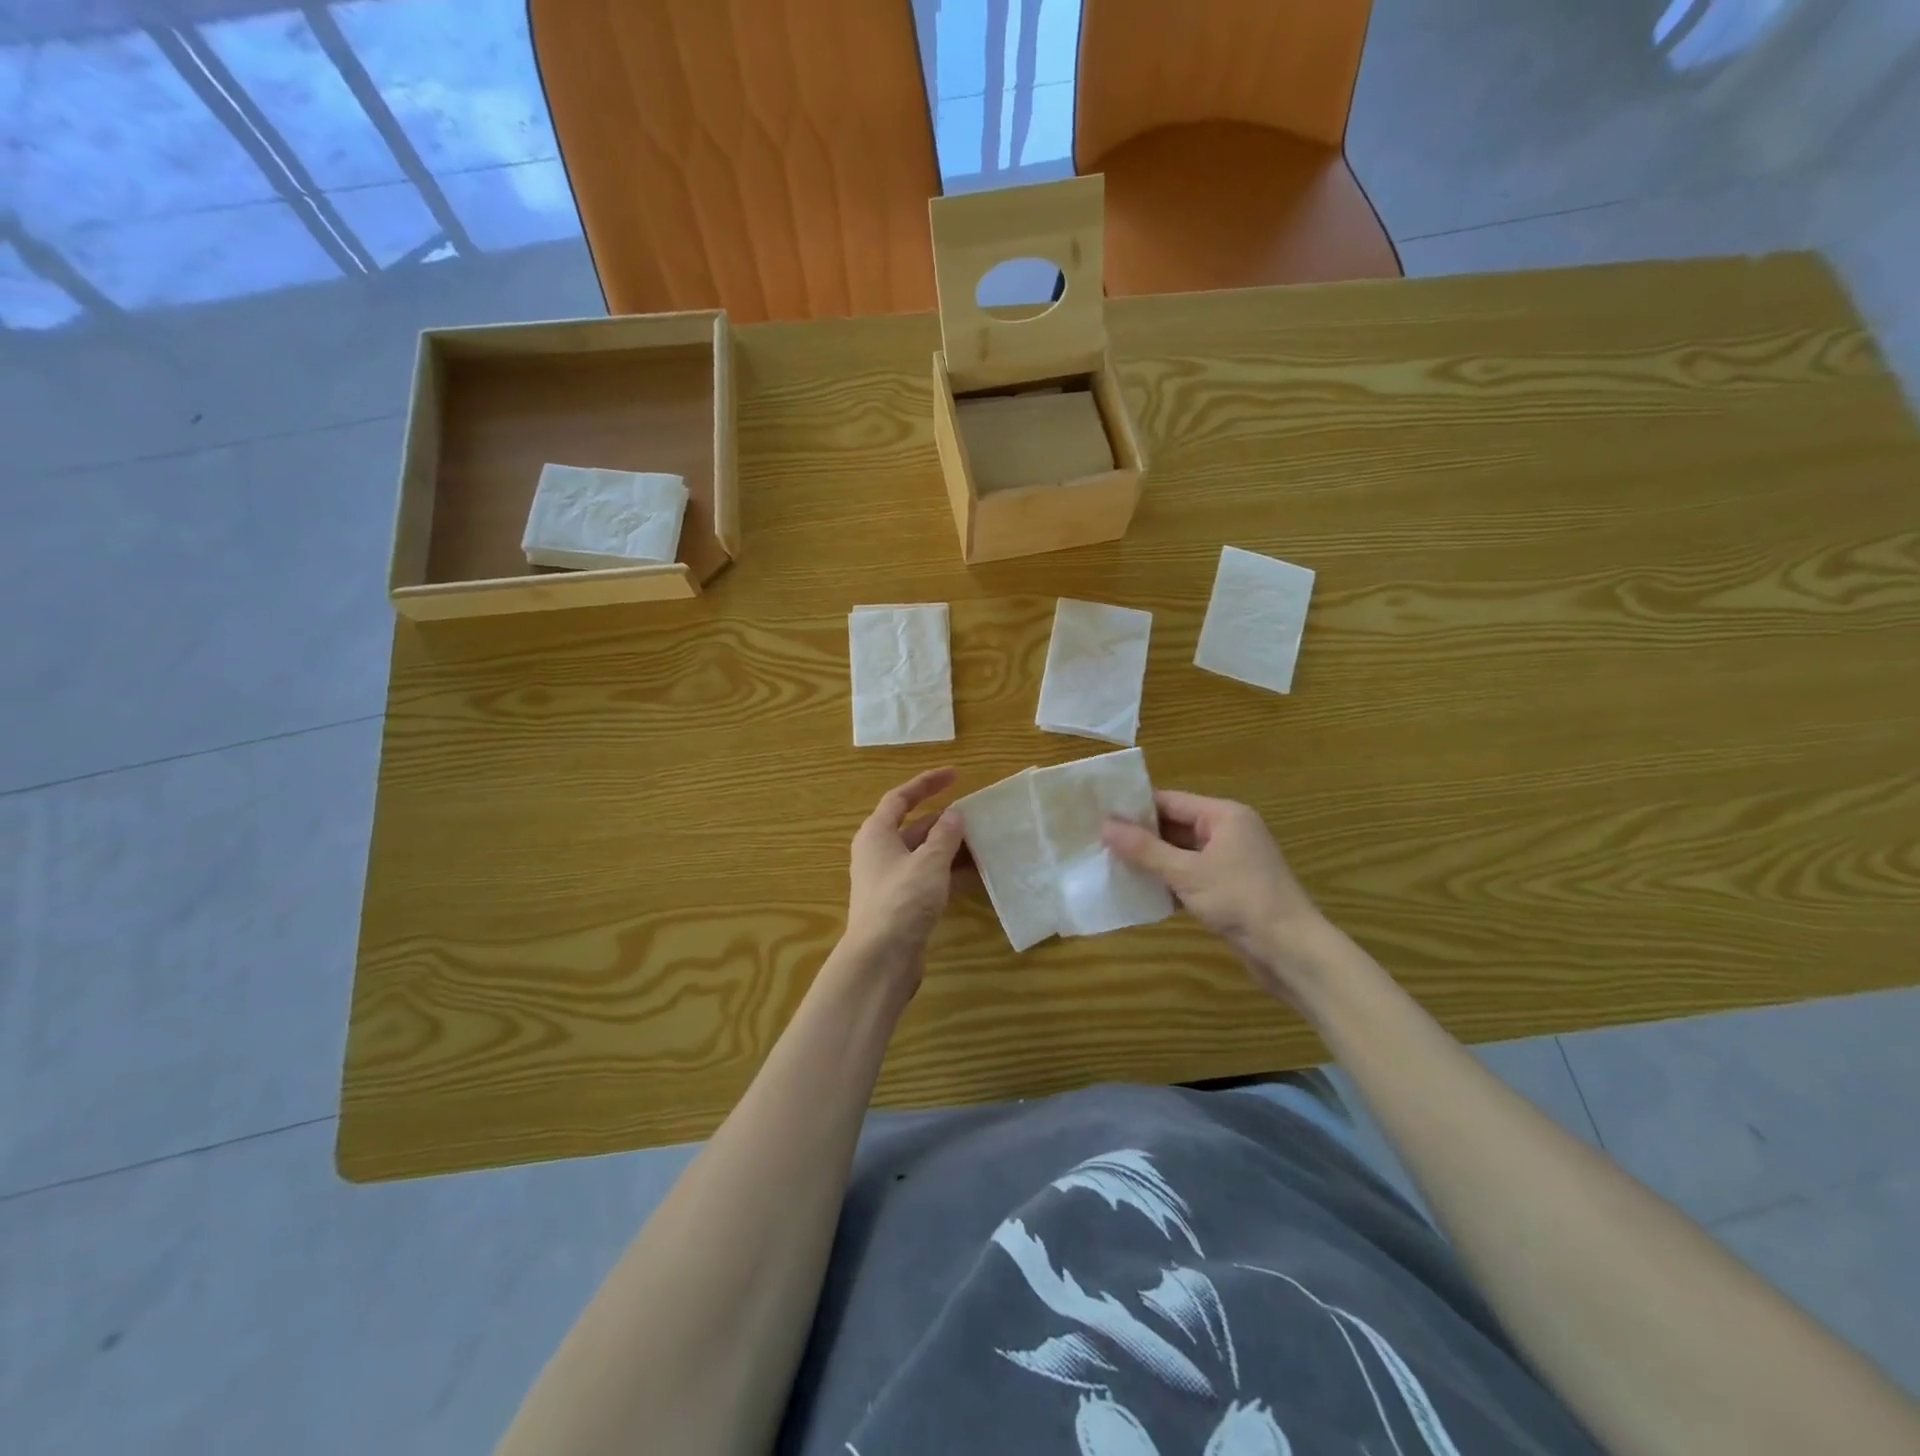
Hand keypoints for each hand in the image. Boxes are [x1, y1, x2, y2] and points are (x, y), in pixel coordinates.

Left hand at [844, 767, 966, 979]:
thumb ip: (945, 835)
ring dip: (951, 848)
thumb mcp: (929, 862)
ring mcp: (890, 880)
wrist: (881, 959)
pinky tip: (976, 875)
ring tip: (984, 843)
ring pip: (924, 854)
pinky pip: (928, 878)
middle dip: (945, 821)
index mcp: (876, 834)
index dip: (926, 783)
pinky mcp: (901, 904)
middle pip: (914, 827)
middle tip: (977, 816)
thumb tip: (954, 815)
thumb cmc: (901, 900)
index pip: (900, 798)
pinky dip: (949, 872)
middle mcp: (879, 853)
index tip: (955, 775)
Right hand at [1103, 791, 1333, 1002]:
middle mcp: (1228, 831)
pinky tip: (1139, 891)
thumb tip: (1104, 826)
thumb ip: (1144, 849)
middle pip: (1175, 825)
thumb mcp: (1187, 873)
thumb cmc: (1240, 900)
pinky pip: (1190, 875)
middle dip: (1140, 836)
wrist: (1290, 951)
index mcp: (1224, 815)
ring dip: (1152, 861)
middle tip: (1098, 841)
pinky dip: (1168, 881)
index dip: (1135, 807)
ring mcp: (1230, 861)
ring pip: (1180, 853)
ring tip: (1110, 864)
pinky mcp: (1229, 888)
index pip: (1170, 801)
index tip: (1099, 814)